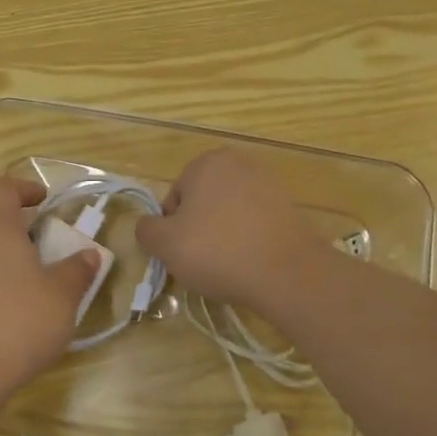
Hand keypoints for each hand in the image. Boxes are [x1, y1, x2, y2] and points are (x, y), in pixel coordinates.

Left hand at [0, 175, 99, 396]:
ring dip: (11, 260)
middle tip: (52, 251)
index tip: (45, 201)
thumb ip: (77, 270)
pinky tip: (17, 314)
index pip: (2, 189)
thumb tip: (89, 254)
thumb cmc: (19, 322)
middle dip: (23, 231)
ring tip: (39, 286)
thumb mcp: (62, 296)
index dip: (24, 188)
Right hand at [133, 149, 327, 315]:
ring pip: (228, 214)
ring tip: (227, 266)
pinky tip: (249, 264)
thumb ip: (146, 230)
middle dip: (198, 230)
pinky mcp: (289, 208)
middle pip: (202, 203)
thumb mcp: (165, 244)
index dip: (171, 229)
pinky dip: (247, 240)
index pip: (174, 198)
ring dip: (222, 236)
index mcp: (206, 162)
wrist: (287, 273)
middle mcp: (238, 164)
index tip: (181, 252)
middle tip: (201, 261)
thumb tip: (148, 226)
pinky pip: (254, 224)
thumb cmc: (217, 251)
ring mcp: (268, 184)